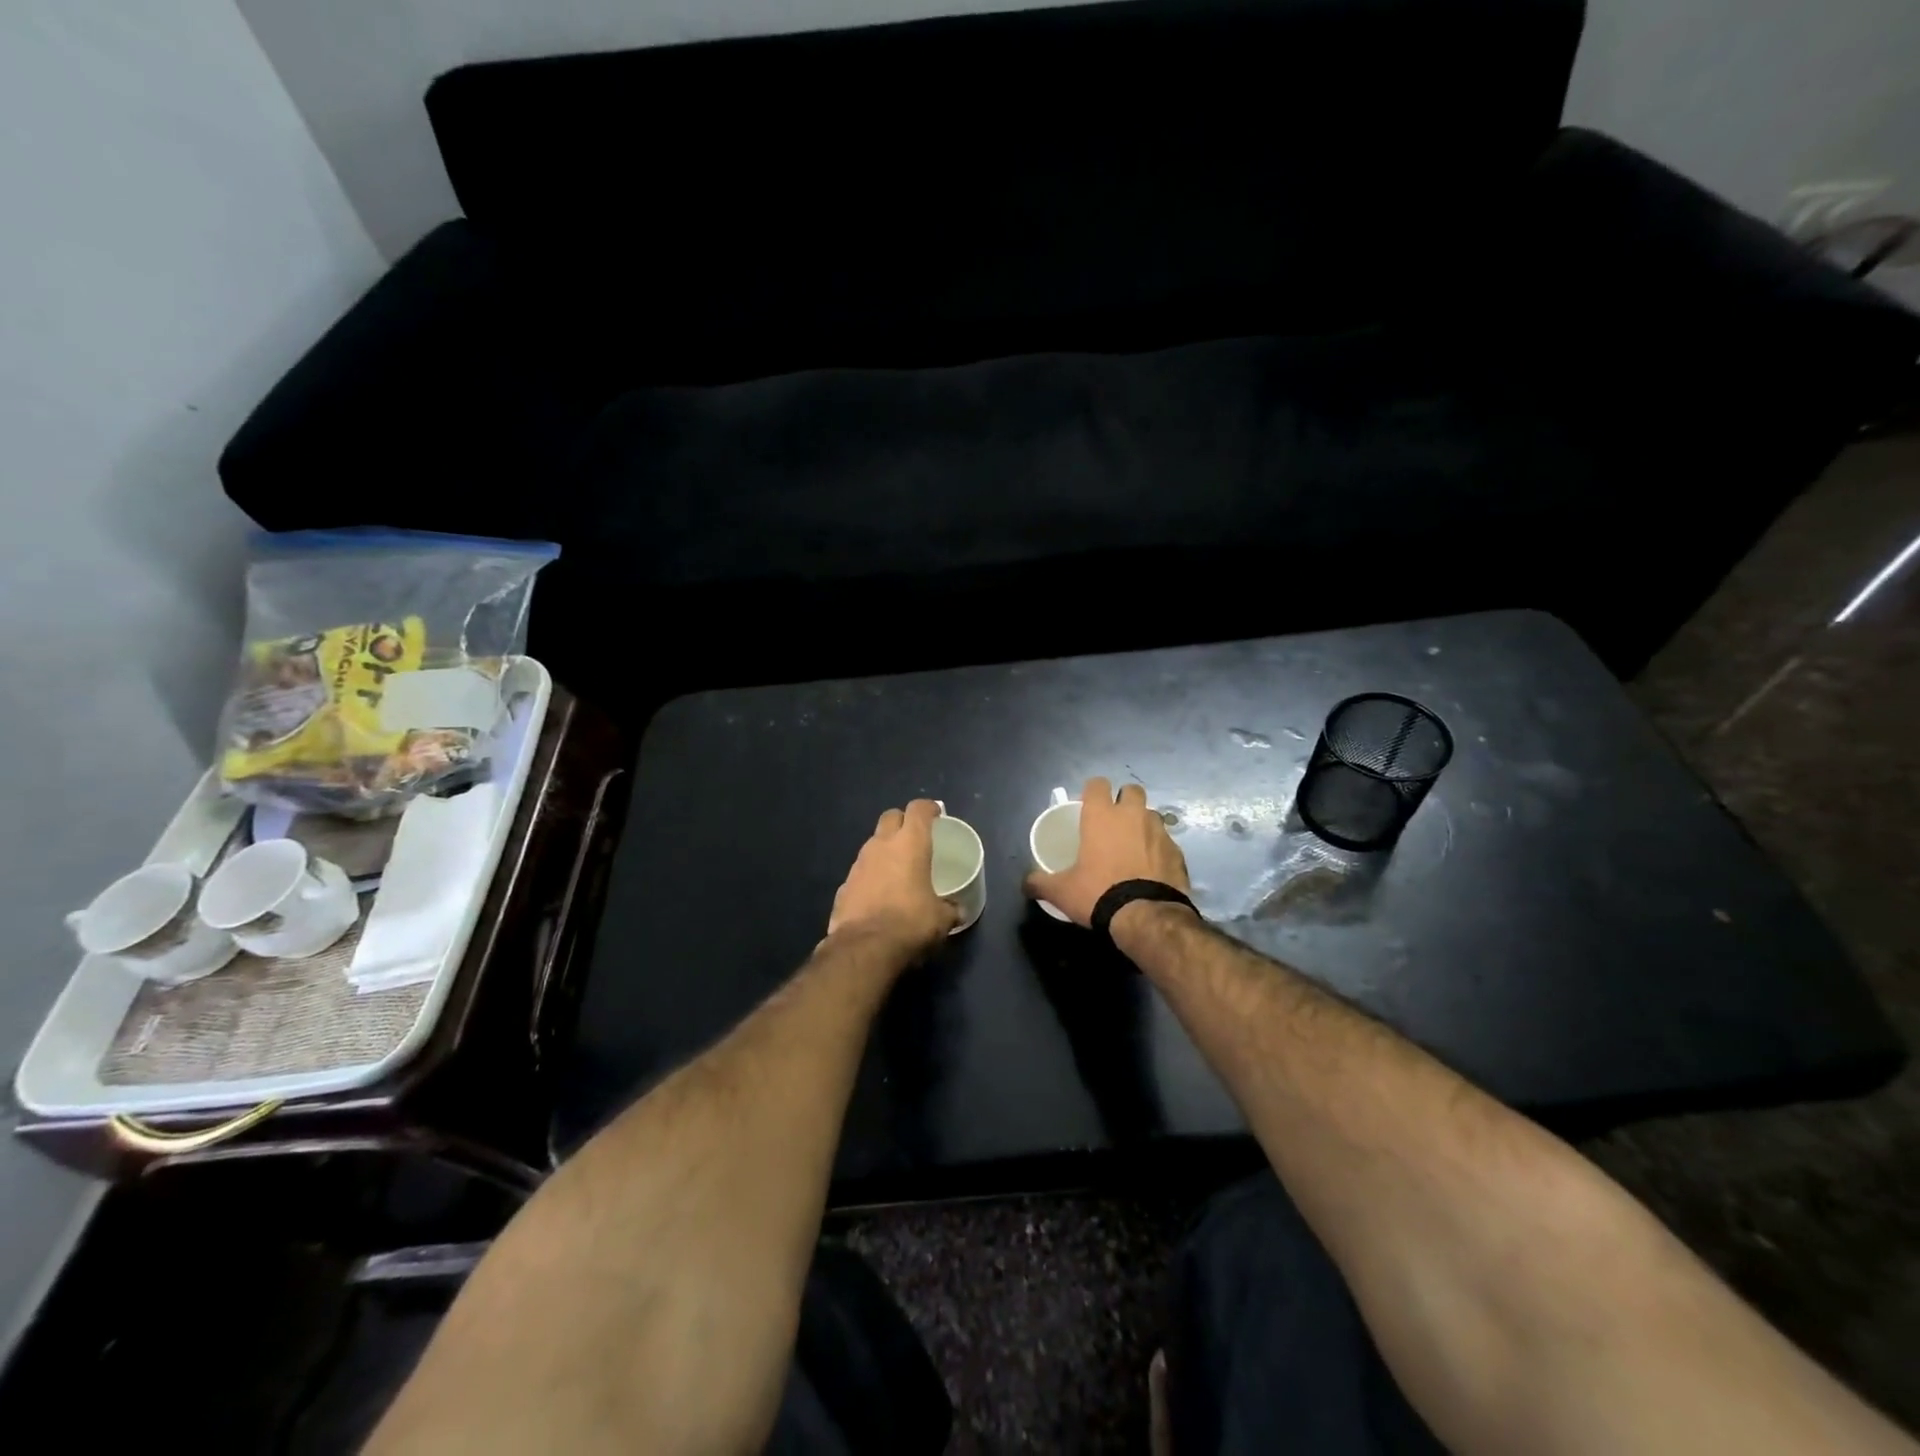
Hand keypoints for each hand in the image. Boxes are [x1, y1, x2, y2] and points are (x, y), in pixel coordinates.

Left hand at [827, 799, 959, 952]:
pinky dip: (871, 876)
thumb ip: (950, 908)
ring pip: (873, 844)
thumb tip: (957, 911)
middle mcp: (881, 845)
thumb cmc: (910, 923)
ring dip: (885, 850)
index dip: (929, 809)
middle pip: (891, 816)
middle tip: (915, 838)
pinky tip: (879, 895)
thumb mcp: (941, 919)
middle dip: (903, 822)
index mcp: (909, 844)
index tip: (936, 815)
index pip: (918, 809)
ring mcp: (858, 864)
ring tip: (898, 869)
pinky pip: (861, 871)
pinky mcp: (843, 886)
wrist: (864, 948)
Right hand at [1022, 777, 1190, 927]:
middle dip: (1123, 800)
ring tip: (1133, 847)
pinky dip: (1158, 850)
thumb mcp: (1061, 891)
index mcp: (1102, 816)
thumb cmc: (1098, 894)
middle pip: (1131, 790)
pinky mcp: (1178, 852)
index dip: (1092, 791)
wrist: (1147, 917)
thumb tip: (1025, 884)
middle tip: (1113, 823)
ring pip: (1151, 815)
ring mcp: (1159, 832)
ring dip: (1142, 824)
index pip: (1097, 783)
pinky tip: (1151, 869)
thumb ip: (1040, 883)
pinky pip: (1166, 842)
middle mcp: (1133, 815)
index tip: (1087, 806)